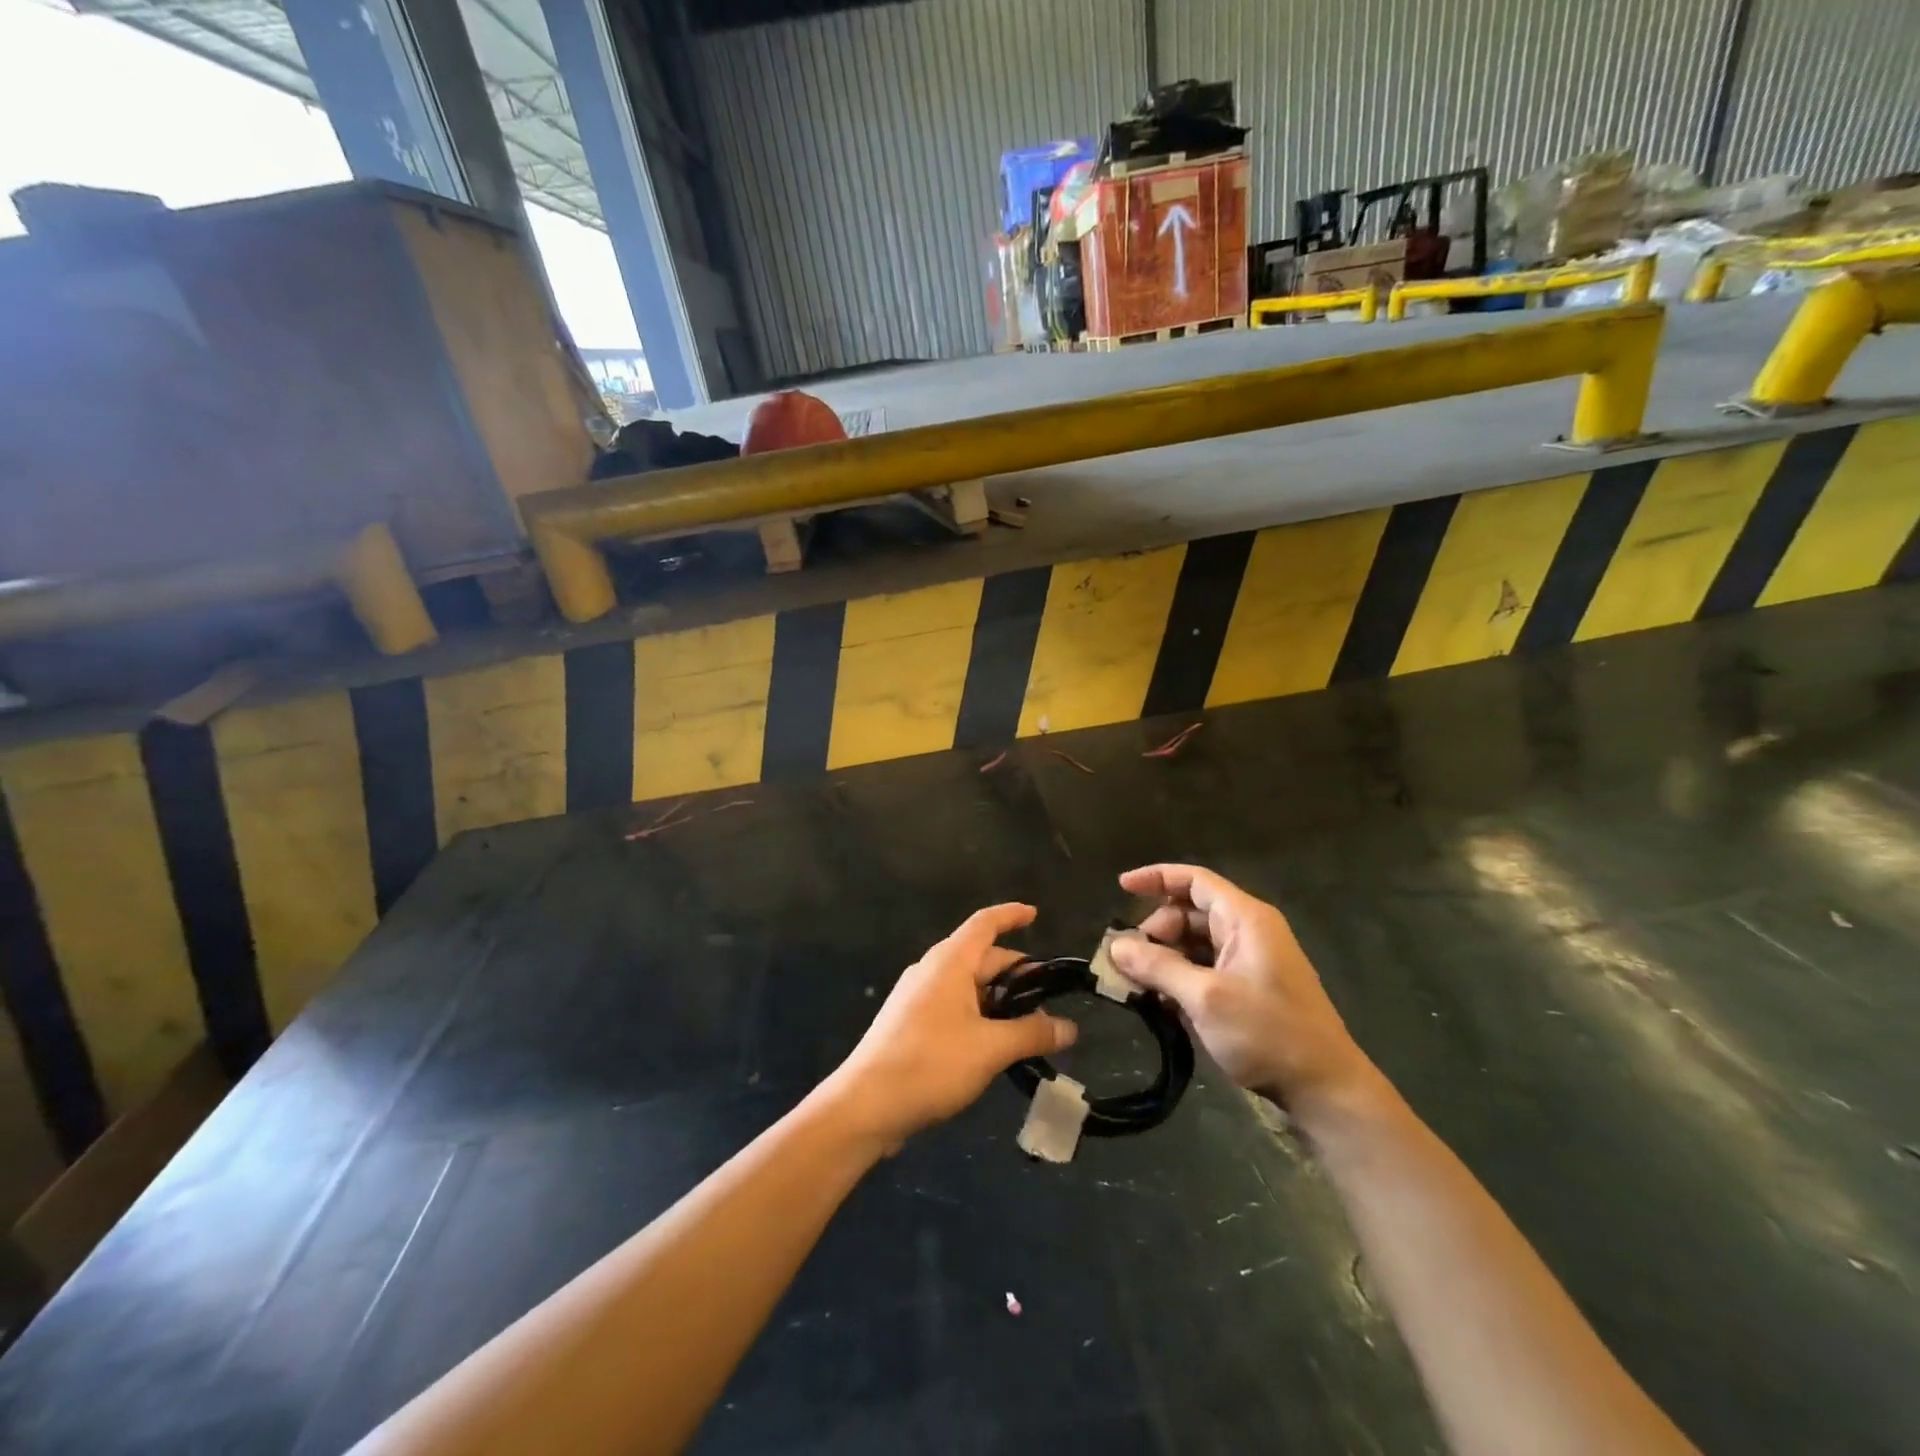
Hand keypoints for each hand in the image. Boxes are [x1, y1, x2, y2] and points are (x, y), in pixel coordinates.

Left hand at [828, 904, 1076, 1151]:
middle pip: (981, 958)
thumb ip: (1032, 1033)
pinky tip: (995, 1045)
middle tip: (1050, 998)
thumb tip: (1070, 1028)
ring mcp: (918, 998)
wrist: (866, 1105)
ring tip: (1030, 1027)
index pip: (985, 923)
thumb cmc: (931, 1063)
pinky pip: (954, 1007)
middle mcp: (932, 971)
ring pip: (968, 987)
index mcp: (950, 962)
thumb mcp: (990, 1048)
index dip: (1011, 915)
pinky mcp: (911, 1024)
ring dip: (999, 1000)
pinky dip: (979, 1016)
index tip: (1035, 914)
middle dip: (1016, 974)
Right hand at [1109, 865, 1377, 1123]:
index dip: (1156, 878)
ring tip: (1138, 985)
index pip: (1195, 880)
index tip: (1121, 888)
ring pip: (1195, 944)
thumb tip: (1115, 946)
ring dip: (1165, 958)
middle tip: (1128, 961)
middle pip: (1190, 913)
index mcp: (1246, 919)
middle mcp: (1249, 931)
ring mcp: (1251, 961)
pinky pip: (1206, 969)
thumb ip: (1158, 967)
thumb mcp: (1205, 998)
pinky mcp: (1250, 989)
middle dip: (1155, 931)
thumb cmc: (1268, 1033)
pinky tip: (1162, 1003)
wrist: (1325, 1090)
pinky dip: (1181, 978)